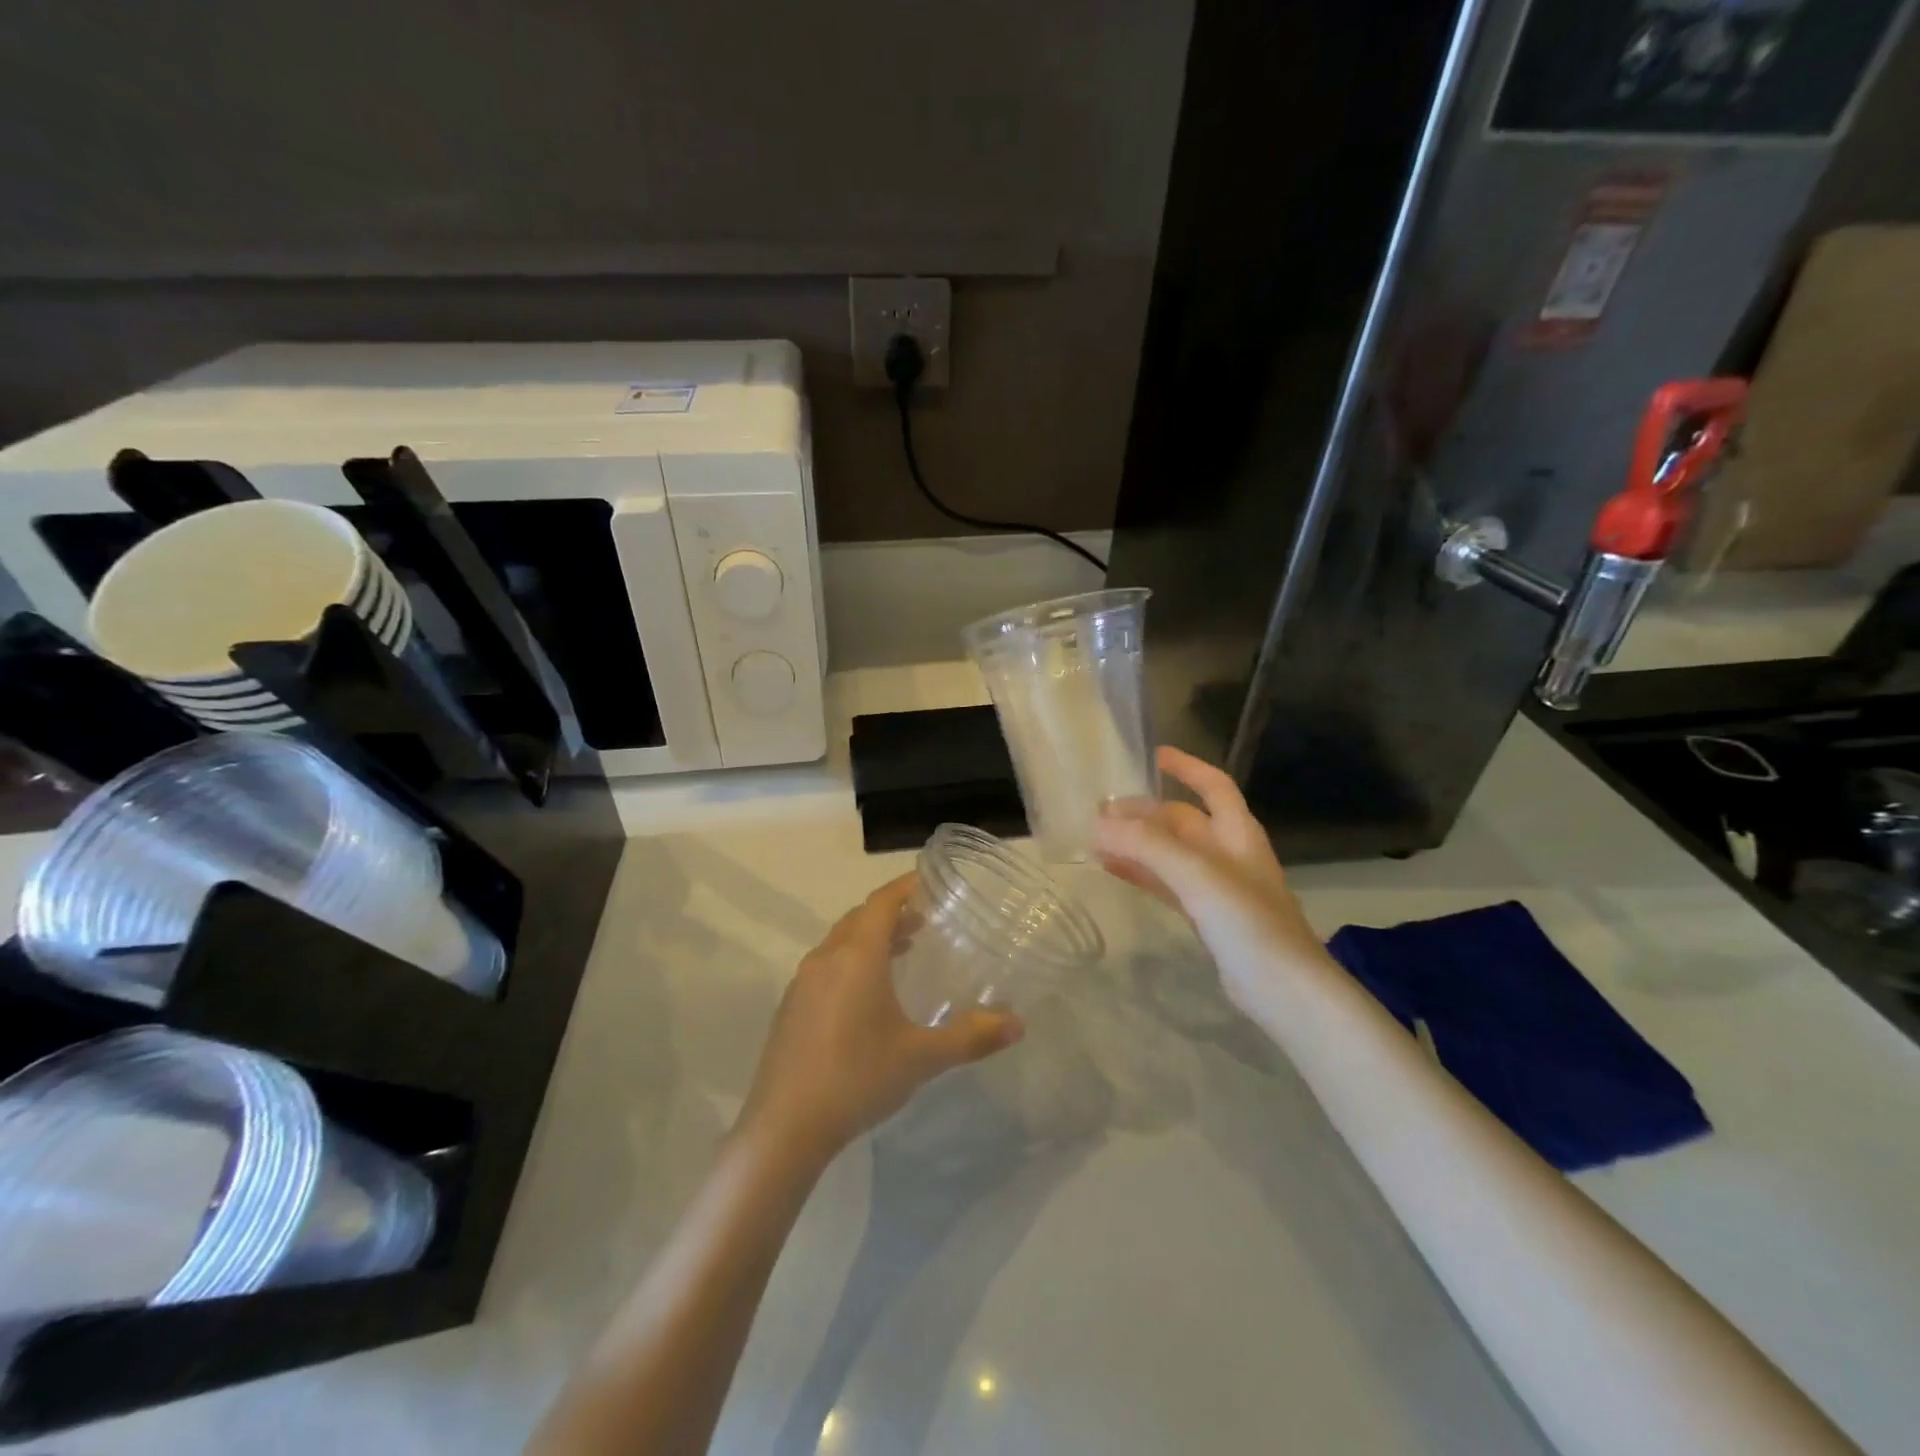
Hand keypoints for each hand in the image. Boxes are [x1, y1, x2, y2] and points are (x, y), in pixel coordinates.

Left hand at [738, 874, 1022, 1164]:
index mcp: (857, 956)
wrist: (784, 1127)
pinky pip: (825, 967)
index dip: (905, 887)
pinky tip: (865, 997)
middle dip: (891, 913)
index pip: (882, 902)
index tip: (928, 881)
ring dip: (869, 939)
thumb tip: (1018, 1024)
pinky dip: (850, 963)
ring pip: (839, 943)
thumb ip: (971, 1037)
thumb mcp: (922, 1057)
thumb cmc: (858, 1077)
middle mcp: (826, 958)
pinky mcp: (789, 1008)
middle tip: (923, 921)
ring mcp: (802, 983)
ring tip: (900, 954)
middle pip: (859, 919)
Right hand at [1095, 746, 1337, 1017]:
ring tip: (1098, 839)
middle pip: (1182, 820)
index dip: (1186, 767)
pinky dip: (1142, 874)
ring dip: (1138, 843)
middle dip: (1145, 813)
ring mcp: (1218, 887)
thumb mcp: (1197, 874)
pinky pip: (1168, 884)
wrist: (1285, 990)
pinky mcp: (1207, 917)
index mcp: (1237, 832)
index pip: (1213, 785)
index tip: (1152, 756)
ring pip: (1171, 853)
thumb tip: (1098, 823)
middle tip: (1102, 812)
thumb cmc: (1249, 921)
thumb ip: (1147, 845)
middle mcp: (1229, 853)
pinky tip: (1114, 870)